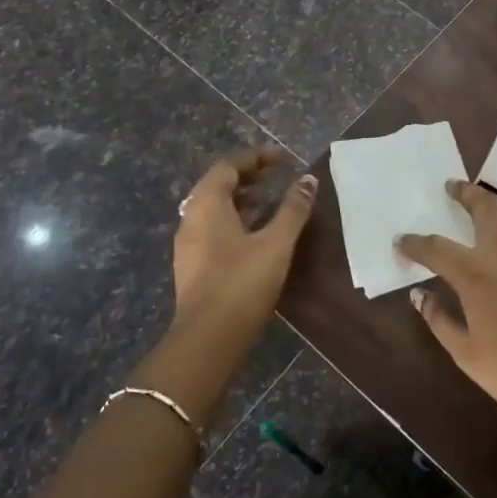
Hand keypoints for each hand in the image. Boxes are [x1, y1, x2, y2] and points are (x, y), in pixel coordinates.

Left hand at [172, 150, 316, 333]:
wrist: (207, 340)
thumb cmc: (242, 283)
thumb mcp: (276, 244)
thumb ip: (293, 209)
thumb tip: (308, 179)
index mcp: (207, 204)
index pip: (228, 166)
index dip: (255, 157)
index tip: (282, 158)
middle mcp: (191, 217)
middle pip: (218, 185)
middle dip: (248, 176)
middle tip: (276, 176)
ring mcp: (187, 243)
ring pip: (213, 208)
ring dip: (241, 199)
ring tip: (270, 202)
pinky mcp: (191, 265)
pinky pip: (212, 228)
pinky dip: (233, 220)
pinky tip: (255, 235)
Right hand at [397, 181, 496, 434]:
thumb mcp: (470, 358)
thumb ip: (441, 321)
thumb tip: (419, 295)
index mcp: (476, 275)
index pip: (436, 248)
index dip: (415, 243)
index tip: (402, 240)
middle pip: (482, 207)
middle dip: (464, 193)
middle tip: (452, 187)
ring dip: (495, 200)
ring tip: (487, 202)